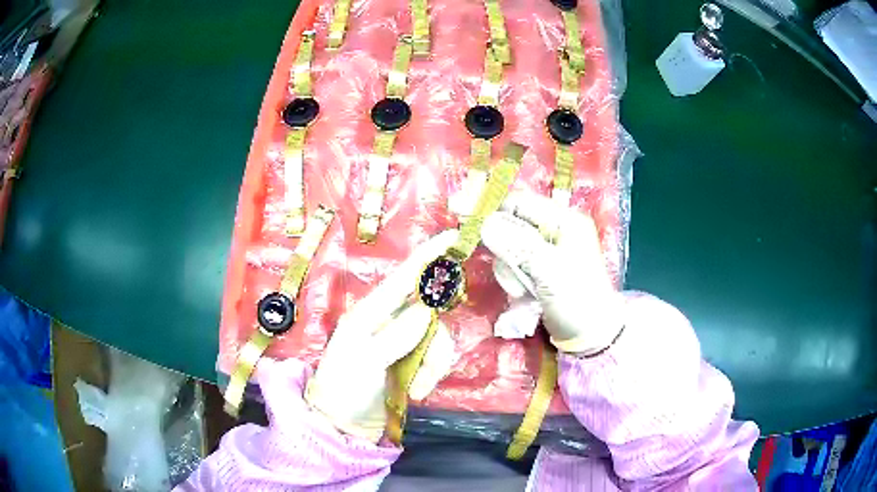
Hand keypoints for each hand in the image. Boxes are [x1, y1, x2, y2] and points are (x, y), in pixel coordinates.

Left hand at [304, 231, 458, 441]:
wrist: (343, 424)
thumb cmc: (343, 387)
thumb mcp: (363, 361)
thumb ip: (395, 336)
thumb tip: (426, 313)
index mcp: (372, 312)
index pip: (404, 277)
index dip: (428, 256)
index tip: (453, 237)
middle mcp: (391, 321)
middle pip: (431, 313)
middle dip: (433, 343)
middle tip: (425, 367)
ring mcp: (404, 342)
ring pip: (438, 338)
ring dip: (431, 366)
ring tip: (415, 389)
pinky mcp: (414, 362)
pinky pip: (436, 358)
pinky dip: (431, 375)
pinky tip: (416, 392)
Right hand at [481, 192, 623, 354]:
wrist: (590, 334)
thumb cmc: (576, 299)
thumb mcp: (548, 270)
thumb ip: (516, 245)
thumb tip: (484, 224)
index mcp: (565, 220)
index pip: (521, 202)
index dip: (494, 210)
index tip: (468, 223)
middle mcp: (555, 228)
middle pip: (512, 224)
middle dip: (504, 249)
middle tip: (509, 272)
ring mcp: (547, 248)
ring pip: (509, 246)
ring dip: (508, 268)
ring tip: (520, 290)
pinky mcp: (539, 267)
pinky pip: (514, 263)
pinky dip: (513, 277)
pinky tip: (522, 294)